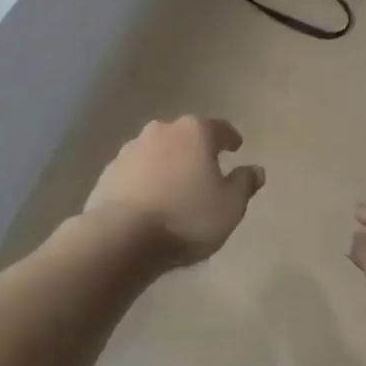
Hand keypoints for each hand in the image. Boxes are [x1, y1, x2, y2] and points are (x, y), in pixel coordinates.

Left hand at [83, 117, 264, 266]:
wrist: (122, 237)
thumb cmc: (186, 217)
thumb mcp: (230, 206)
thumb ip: (244, 184)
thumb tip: (256, 170)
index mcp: (195, 131)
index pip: (220, 128)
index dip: (230, 138)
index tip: (236, 147)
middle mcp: (162, 130)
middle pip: (186, 136)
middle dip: (196, 150)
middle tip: (204, 170)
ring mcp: (132, 148)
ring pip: (158, 151)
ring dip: (168, 164)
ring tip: (174, 188)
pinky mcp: (110, 170)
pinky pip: (136, 171)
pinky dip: (145, 179)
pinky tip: (149, 200)